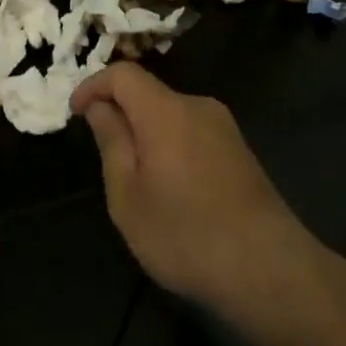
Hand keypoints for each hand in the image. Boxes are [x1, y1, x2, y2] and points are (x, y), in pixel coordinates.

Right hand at [71, 63, 306, 316]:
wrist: (270, 271)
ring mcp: (225, 129)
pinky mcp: (240, 152)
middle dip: (120, 113)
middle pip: (149, 93)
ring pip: (171, 115)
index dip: (93, 86)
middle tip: (103, 154)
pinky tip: (171, 189)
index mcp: (166, 111)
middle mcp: (199, 107)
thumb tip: (101, 107)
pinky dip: (170, 146)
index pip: (123, 74)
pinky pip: (192, 133)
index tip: (75, 114)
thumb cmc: (185, 234)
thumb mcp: (128, 195)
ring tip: (135, 179)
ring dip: (145, 132)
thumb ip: (112, 142)